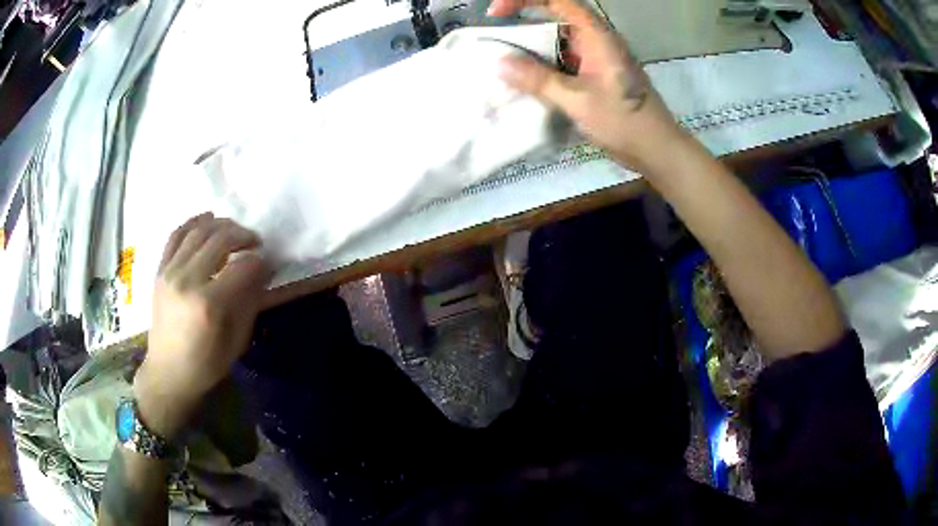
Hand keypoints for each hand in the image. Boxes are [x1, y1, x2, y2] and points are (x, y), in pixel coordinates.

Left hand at [133, 213, 268, 439]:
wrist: (167, 372)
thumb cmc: (205, 364)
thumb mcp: (236, 341)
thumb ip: (249, 302)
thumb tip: (262, 271)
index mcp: (208, 304)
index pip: (240, 266)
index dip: (258, 261)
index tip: (267, 262)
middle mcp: (187, 280)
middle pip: (219, 240)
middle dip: (242, 235)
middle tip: (254, 242)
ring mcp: (170, 272)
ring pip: (198, 231)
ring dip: (221, 225)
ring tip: (234, 231)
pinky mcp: (160, 270)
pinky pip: (176, 234)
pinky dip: (193, 222)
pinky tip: (207, 219)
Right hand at [490, 0, 687, 170]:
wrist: (657, 150)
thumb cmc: (624, 121)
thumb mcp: (578, 100)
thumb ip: (539, 80)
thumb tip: (499, 63)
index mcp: (597, 36)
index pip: (559, 1)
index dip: (526, 0)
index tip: (498, 14)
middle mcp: (597, 41)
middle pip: (556, 19)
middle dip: (524, 25)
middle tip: (496, 41)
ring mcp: (597, 59)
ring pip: (559, 43)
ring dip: (533, 49)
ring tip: (505, 62)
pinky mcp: (597, 76)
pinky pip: (564, 62)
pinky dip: (544, 67)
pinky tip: (527, 81)